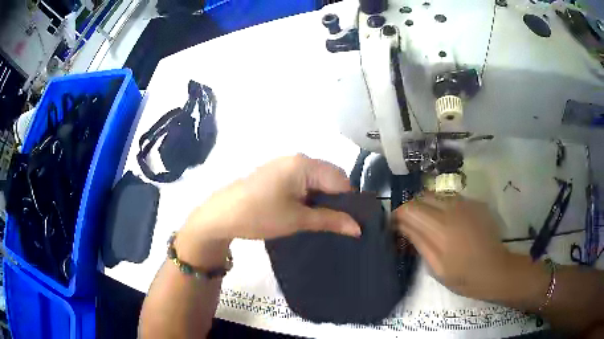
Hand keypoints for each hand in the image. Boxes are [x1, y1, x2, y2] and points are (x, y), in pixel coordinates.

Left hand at [182, 154, 361, 242]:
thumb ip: (331, 220)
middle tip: (336, 223)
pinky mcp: (276, 173)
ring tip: (320, 219)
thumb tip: (358, 228)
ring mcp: (284, 164)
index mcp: (304, 164)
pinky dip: (308, 195)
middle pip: (329, 177)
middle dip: (336, 199)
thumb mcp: (298, 220)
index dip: (348, 201)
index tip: (350, 222)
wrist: (221, 215)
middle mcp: (296, 158)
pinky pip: (302, 180)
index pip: (341, 179)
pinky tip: (304, 210)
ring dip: (322, 198)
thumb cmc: (260, 215)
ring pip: (316, 179)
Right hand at [393, 194, 514, 300]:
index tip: (395, 227)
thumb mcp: (436, 266)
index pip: (409, 208)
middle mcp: (452, 207)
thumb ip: (419, 241)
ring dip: (428, 206)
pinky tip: (450, 224)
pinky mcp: (476, 203)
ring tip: (430, 225)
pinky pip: (452, 198)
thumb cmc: (463, 276)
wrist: (496, 270)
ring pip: (437, 195)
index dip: (398, 215)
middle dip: (412, 208)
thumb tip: (401, 225)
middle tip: (411, 226)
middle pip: (422, 196)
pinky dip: (444, 207)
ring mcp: (466, 203)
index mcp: (440, 227)